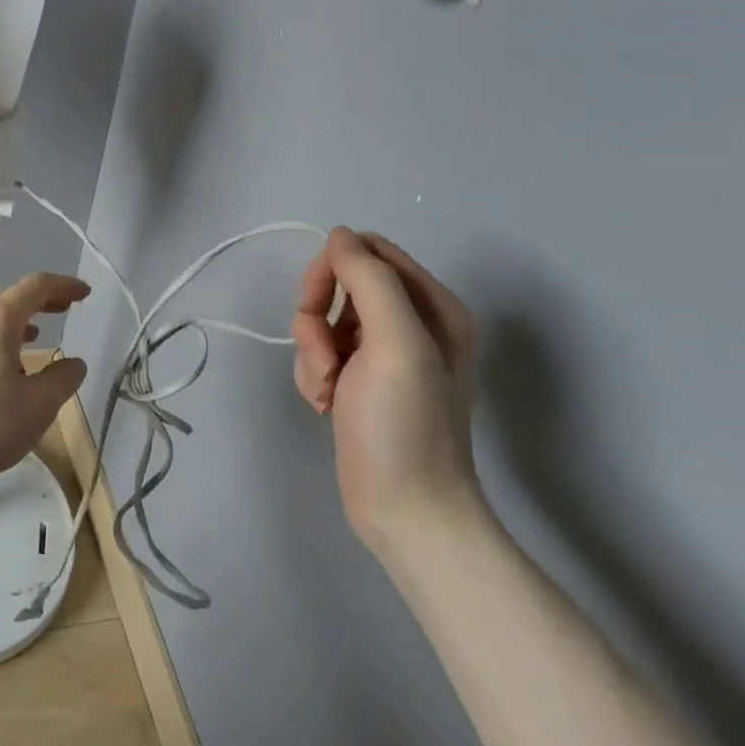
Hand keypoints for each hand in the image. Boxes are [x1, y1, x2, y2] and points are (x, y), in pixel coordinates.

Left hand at [0, 273, 90, 482]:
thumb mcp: (35, 407)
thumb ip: (61, 381)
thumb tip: (75, 364)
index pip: (37, 286)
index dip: (64, 286)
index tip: (84, 293)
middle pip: (12, 298)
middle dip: (43, 301)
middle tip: (66, 308)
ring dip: (20, 322)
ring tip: (38, 337)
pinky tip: (2, 369)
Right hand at [291, 229, 482, 549]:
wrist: (406, 511)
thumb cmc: (405, 425)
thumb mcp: (394, 343)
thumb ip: (368, 279)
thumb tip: (338, 234)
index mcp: (432, 306)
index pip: (368, 251)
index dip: (332, 270)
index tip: (315, 305)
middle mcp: (410, 323)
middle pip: (340, 284)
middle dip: (317, 317)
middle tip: (323, 355)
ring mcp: (384, 354)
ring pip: (323, 320)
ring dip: (312, 351)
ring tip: (328, 389)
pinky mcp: (360, 380)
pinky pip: (320, 353)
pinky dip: (313, 374)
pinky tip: (325, 405)